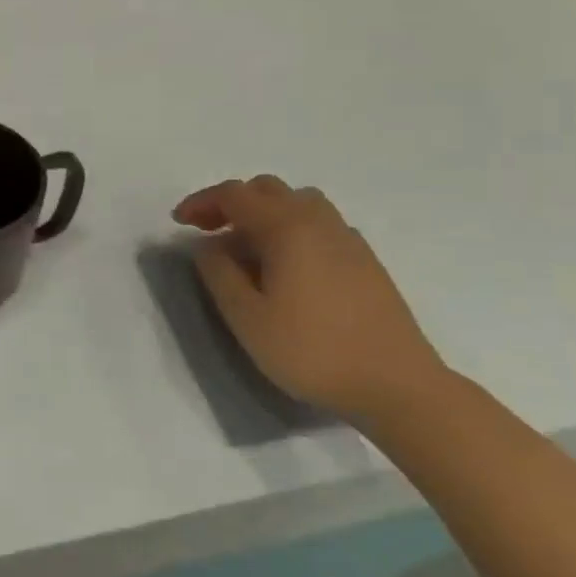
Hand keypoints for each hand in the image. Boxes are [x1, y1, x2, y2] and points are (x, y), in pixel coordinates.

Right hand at [174, 176, 445, 420]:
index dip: (201, 202)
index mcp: (287, 228)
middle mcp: (319, 222)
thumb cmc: (312, 351)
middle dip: (231, 204)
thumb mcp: (246, 317)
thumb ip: (219, 273)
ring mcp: (348, 240)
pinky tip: (286, 266)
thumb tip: (208, 245)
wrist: (398, 387)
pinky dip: (291, 229)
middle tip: (208, 233)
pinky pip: (320, 225)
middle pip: (268, 190)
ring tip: (246, 248)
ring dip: (264, 214)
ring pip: (298, 203)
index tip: (178, 224)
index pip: (235, 194)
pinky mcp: (366, 261)